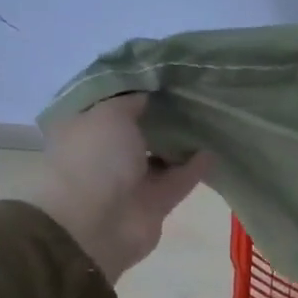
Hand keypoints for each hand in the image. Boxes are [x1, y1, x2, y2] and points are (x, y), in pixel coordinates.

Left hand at [28, 94, 209, 282]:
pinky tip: (214, 149)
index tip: (161, 73)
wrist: (96, 224)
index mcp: (83, 127)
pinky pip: (179, 179)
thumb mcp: (109, 113)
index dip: (132, 87)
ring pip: (161, 154)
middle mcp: (104, 152)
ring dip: (181, 141)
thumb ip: (132, 99)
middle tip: (191, 92)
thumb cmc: (94, 159)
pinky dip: (195, 166)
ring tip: (209, 118)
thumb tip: (149, 91)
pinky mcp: (155, 202)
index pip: (108, 101)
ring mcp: (130, 179)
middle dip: (161, 114)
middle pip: (138, 128)